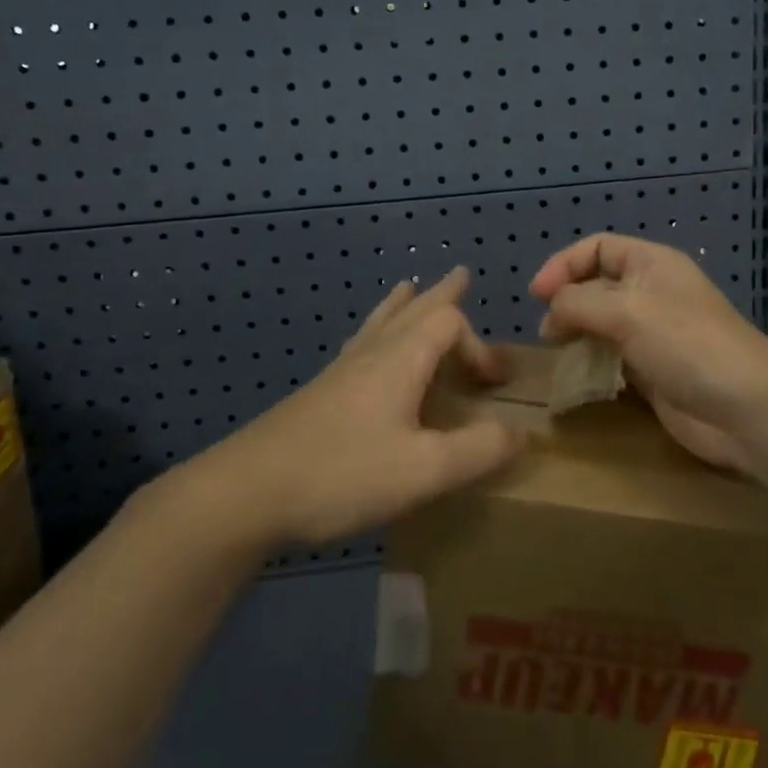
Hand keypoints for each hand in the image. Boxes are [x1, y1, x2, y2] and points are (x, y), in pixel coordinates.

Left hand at [208, 268, 525, 545]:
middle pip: (413, 309)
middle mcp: (371, 353)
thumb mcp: (424, 470)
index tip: (495, 385)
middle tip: (460, 275)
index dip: (480, 345)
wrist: (247, 492)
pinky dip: (378, 330)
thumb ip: (478, 450)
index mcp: (400, 360)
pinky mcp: (321, 392)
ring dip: (405, 304)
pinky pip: (361, 343)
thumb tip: (520, 433)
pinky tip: (367, 346)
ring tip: (410, 287)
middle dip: (442, 294)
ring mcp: (341, 371)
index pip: (449, 324)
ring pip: (380, 322)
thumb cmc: (342, 473)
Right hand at [530, 234, 767, 472]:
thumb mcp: (626, 311)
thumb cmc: (686, 344)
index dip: (564, 264)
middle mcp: (652, 293)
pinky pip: (613, 359)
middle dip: (568, 303)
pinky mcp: (654, 372)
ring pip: (603, 325)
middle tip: (548, 333)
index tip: (537, 295)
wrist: (746, 407)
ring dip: (578, 335)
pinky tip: (579, 379)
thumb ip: (578, 303)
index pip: (598, 248)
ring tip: (559, 354)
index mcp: (651, 264)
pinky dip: (593, 364)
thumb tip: (551, 313)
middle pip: (597, 286)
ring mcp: (654, 334)